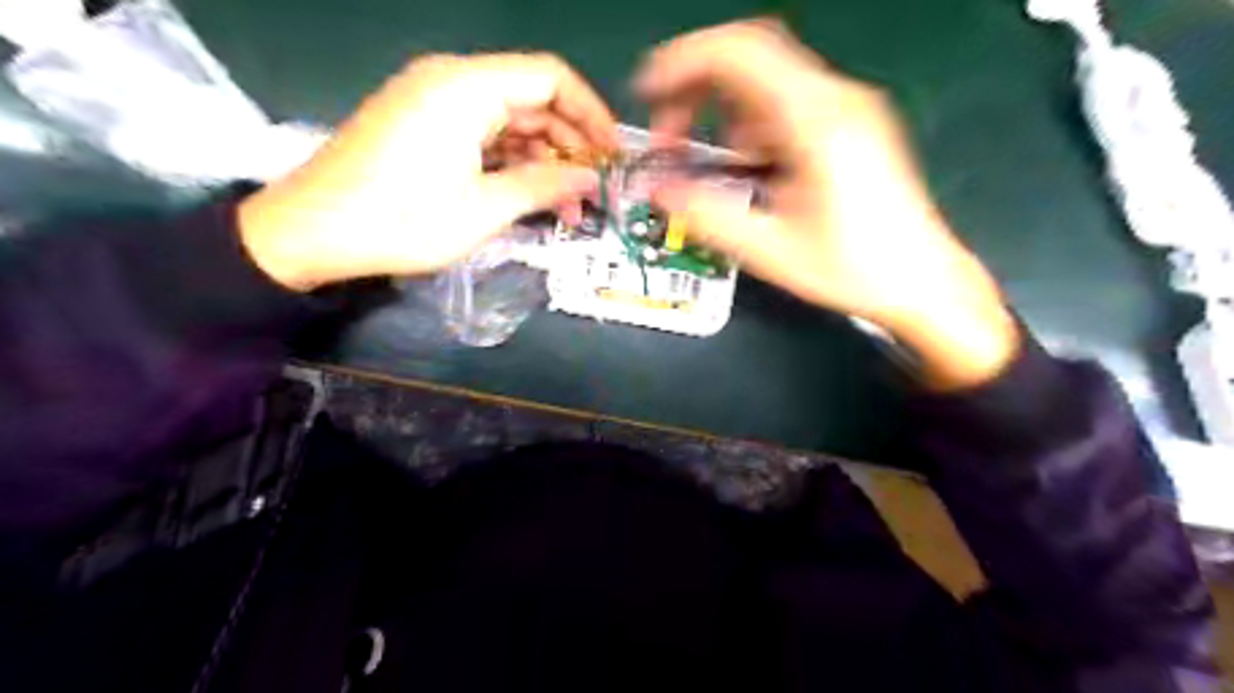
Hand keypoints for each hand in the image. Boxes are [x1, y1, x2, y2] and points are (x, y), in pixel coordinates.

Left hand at [236, 51, 615, 292]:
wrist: (311, 232)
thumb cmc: (401, 220)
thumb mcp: (484, 208)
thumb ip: (545, 185)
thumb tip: (591, 178)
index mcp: (467, 87)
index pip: (550, 78)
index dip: (590, 113)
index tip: (613, 153)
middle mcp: (452, 82)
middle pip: (531, 100)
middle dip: (569, 144)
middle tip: (595, 189)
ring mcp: (434, 104)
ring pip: (509, 122)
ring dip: (542, 160)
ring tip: (568, 207)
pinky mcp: (423, 127)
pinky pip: (482, 136)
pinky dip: (511, 163)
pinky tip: (531, 196)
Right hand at [637, 20, 1022, 388]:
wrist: (922, 281)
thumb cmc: (855, 268)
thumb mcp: (771, 250)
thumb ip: (707, 216)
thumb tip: (658, 192)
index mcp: (817, 121)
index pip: (740, 53)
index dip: (684, 62)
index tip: (650, 92)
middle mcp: (836, 100)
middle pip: (751, 56)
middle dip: (698, 87)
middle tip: (670, 132)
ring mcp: (848, 109)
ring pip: (768, 81)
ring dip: (724, 110)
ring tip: (707, 159)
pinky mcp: (851, 126)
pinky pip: (788, 104)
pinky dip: (751, 125)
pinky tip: (748, 166)